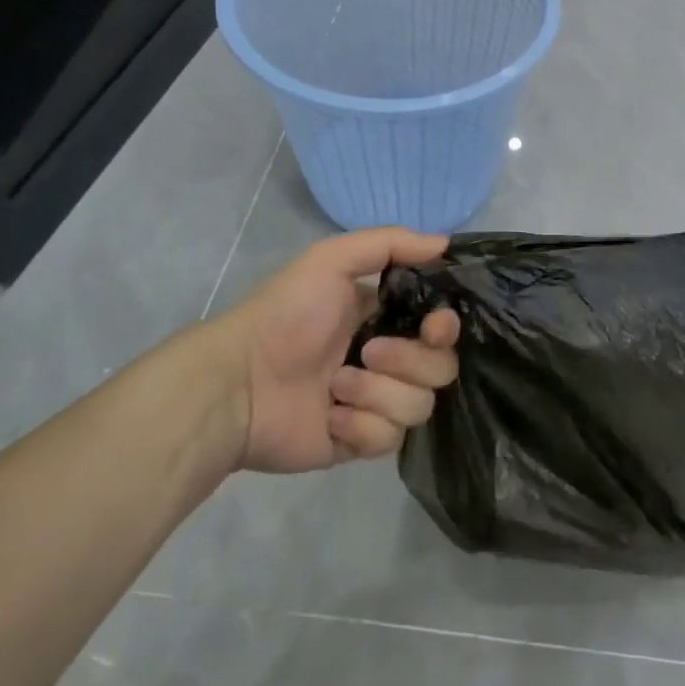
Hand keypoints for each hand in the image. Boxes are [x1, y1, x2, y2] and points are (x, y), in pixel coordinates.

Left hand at [183, 228, 460, 473]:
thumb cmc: (287, 315)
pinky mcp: (360, 442)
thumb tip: (446, 243)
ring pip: (419, 407)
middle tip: (367, 354)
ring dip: (377, 394)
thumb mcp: (331, 259)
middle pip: (440, 369)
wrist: (238, 382)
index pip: (443, 328)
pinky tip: (329, 417)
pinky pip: (389, 440)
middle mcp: (389, 361)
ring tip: (335, 387)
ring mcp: (376, 404)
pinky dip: (361, 426)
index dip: (446, 329)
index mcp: (386, 319)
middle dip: (408, 362)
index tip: (434, 327)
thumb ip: (391, 243)